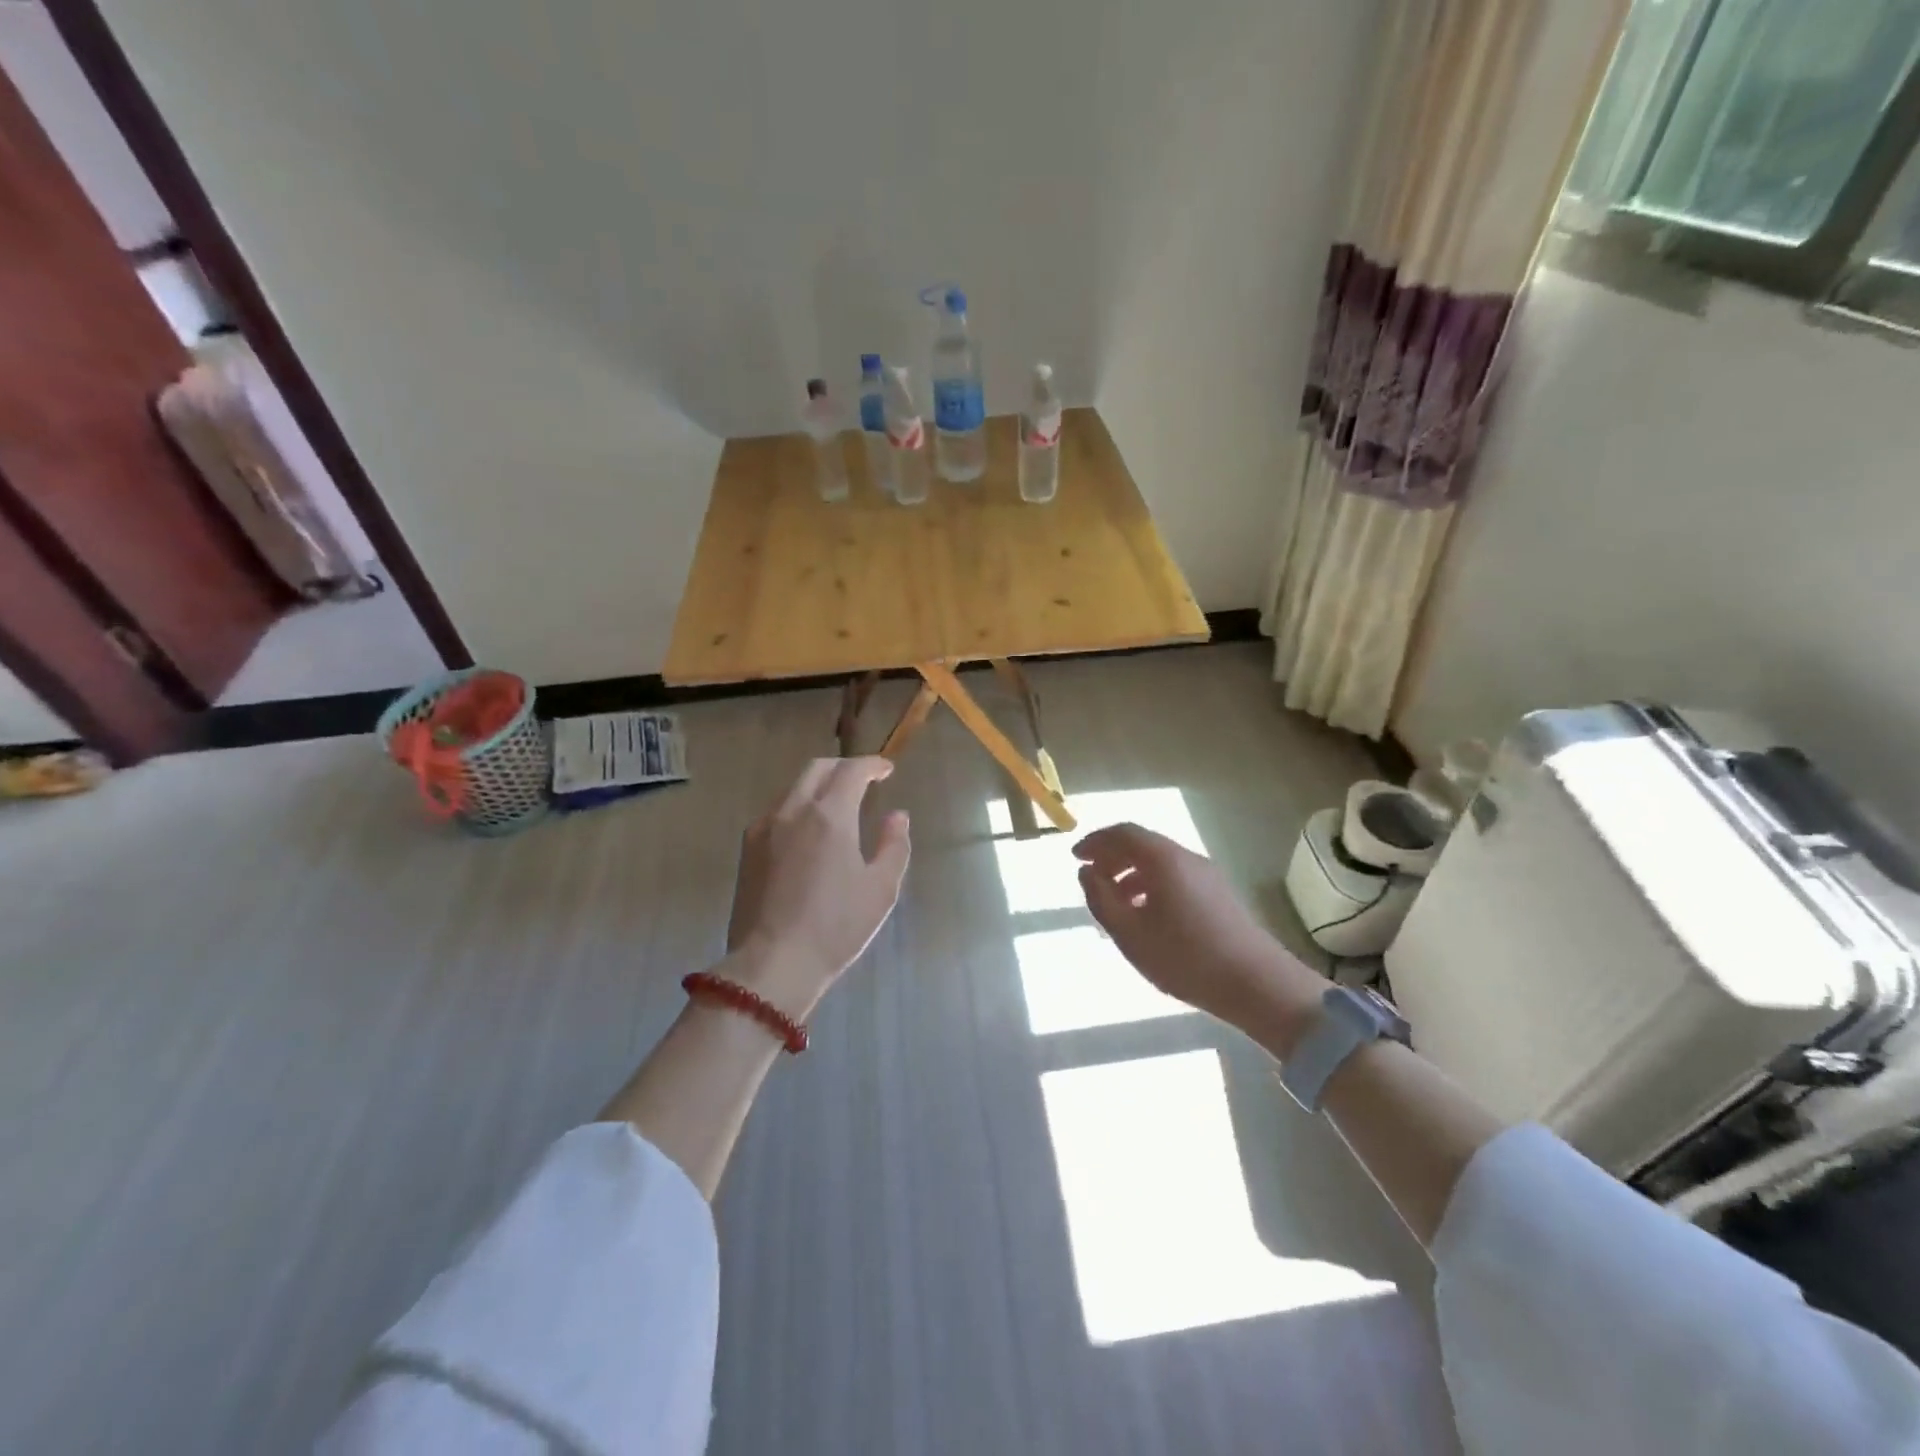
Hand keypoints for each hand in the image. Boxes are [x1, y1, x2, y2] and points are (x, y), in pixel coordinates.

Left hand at [725, 757, 910, 1017]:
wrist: (772, 963)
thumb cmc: (835, 927)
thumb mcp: (881, 889)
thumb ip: (893, 845)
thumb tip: (897, 815)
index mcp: (828, 815)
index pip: (852, 771)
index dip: (872, 765)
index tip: (887, 770)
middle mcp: (792, 810)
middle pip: (817, 769)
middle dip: (843, 767)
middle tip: (864, 780)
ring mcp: (764, 827)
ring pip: (793, 788)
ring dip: (819, 785)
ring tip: (837, 804)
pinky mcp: (748, 848)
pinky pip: (776, 811)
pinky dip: (798, 806)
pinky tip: (808, 831)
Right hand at [1074, 823, 1321, 1037]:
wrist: (1257, 984)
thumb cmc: (1185, 957)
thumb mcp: (1129, 933)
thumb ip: (1101, 899)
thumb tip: (1087, 872)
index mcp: (1163, 859)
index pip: (1123, 833)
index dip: (1095, 841)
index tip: (1075, 858)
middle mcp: (1186, 858)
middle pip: (1142, 844)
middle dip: (1111, 857)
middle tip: (1090, 879)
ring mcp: (1207, 875)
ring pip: (1159, 863)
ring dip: (1130, 875)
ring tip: (1114, 905)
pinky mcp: (1219, 895)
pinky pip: (1175, 878)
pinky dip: (1150, 886)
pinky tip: (1145, 917)